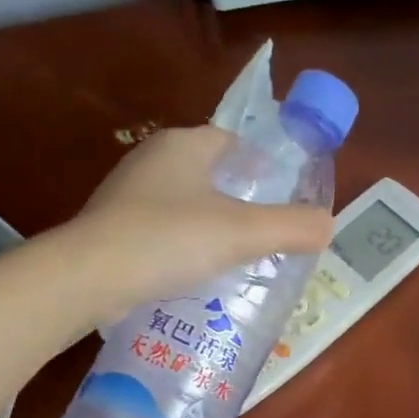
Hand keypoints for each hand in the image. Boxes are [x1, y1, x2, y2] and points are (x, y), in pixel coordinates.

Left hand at [60, 126, 333, 321]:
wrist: (90, 276)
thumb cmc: (170, 240)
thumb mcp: (242, 233)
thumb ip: (290, 227)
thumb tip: (328, 225)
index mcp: (184, 145)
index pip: (232, 142)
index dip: (262, 165)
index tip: (282, 196)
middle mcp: (152, 159)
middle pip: (209, 173)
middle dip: (238, 199)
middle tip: (265, 233)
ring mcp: (127, 195)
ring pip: (184, 204)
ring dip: (209, 226)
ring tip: (236, 259)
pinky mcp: (112, 229)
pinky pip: (160, 231)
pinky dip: (182, 247)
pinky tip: (195, 275)